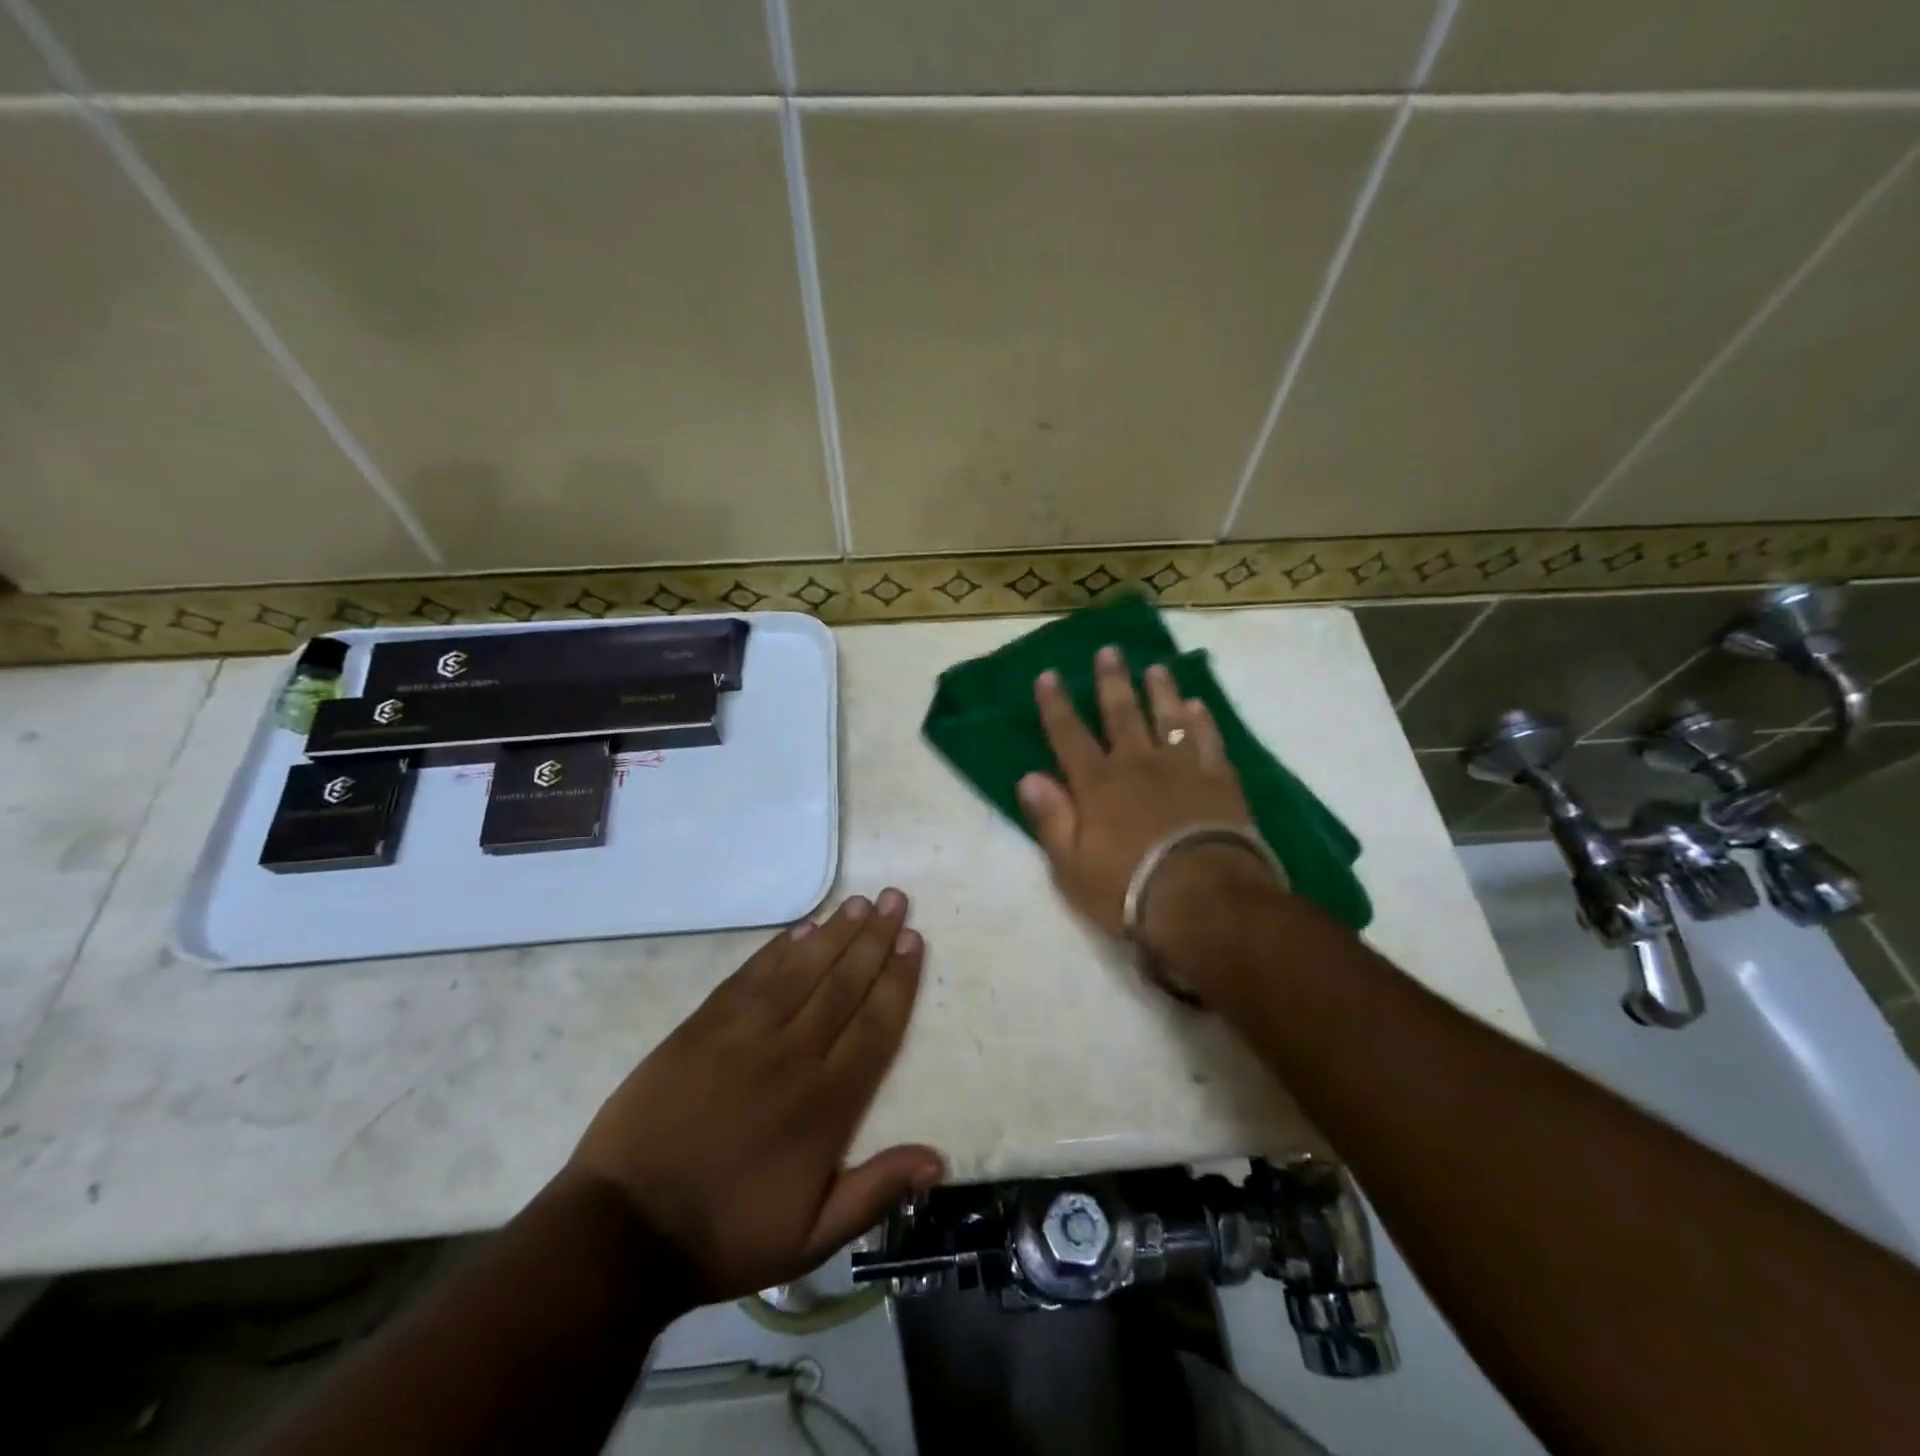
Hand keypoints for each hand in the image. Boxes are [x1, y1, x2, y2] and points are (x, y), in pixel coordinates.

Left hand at [566, 890, 941, 1301]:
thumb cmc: (725, 1235)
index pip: (876, 1025)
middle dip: (875, 939)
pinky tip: (802, 928)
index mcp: (827, 1103)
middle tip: (895, 900)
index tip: (914, 941)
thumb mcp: (811, 1238)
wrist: (625, 1229)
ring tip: (859, 902)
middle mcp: (793, 1055)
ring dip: (835, 933)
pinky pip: (752, 975)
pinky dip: (779, 948)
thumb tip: (938, 1160)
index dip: (898, 979)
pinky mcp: (704, 1025)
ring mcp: (745, 1034)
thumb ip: (876, 1192)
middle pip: (844, 984)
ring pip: (802, 970)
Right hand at [1017, 647, 1271, 947]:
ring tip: (1156, 668)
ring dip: (1160, 691)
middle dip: (1111, 681)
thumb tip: (1029, 777)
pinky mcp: (1220, 781)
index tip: (1048, 675)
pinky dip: (1203, 722)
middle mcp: (1137, 765)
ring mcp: (1183, 769)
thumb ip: (1051, 818)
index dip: (1056, 705)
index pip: (1069, 736)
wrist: (1203, 899)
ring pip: (1168, 718)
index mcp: (1097, 784)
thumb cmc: (1128, 888)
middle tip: (1108, 650)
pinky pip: (1210, 741)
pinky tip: (1199, 706)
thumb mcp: (1072, 865)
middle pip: (1121, 714)